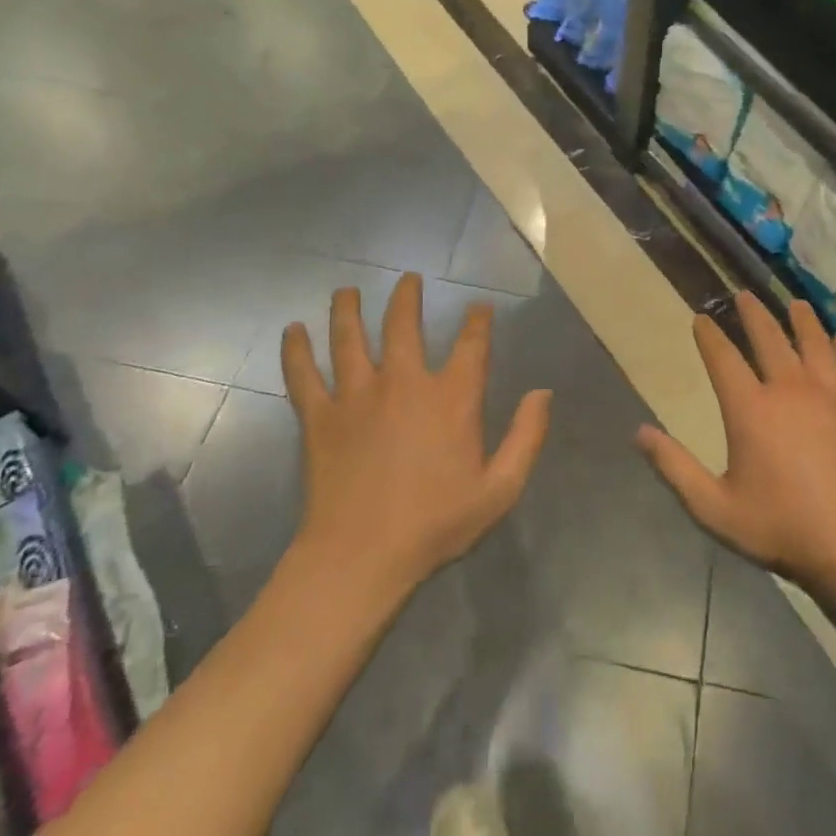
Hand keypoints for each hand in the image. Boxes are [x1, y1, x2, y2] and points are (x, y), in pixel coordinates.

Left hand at [281, 274, 550, 592]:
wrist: (362, 557)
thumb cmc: (436, 524)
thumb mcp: (500, 488)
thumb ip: (526, 437)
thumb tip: (543, 392)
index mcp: (451, 398)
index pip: (471, 344)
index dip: (478, 320)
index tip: (479, 307)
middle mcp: (404, 383)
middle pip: (404, 325)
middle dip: (408, 297)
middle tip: (409, 279)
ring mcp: (357, 396)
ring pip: (350, 338)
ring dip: (349, 310)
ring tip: (347, 290)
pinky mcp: (320, 417)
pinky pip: (304, 375)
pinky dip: (296, 351)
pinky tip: (292, 331)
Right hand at [637, 294, 835, 593]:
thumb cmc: (782, 529)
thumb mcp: (714, 508)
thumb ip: (674, 468)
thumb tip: (639, 432)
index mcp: (750, 409)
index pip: (723, 358)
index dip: (709, 336)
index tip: (701, 319)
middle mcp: (789, 389)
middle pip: (769, 338)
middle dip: (753, 314)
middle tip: (744, 295)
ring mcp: (831, 395)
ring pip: (814, 342)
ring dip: (801, 320)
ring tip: (795, 304)